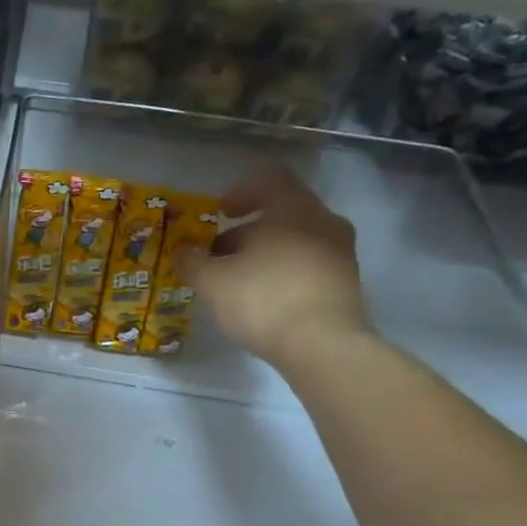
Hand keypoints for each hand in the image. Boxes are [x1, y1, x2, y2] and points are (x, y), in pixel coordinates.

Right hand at [186, 166, 367, 368]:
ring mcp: (340, 252)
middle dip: (246, 232)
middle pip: (281, 213)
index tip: (220, 214)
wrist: (322, 345)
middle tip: (219, 256)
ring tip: (238, 282)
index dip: (240, 193)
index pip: (269, 180)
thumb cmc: (263, 299)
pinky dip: (284, 273)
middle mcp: (323, 221)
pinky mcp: (346, 283)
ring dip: (265, 254)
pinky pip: (309, 265)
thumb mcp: (213, 282)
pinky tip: (264, 300)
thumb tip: (181, 251)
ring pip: (295, 241)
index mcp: (293, 208)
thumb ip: (193, 262)